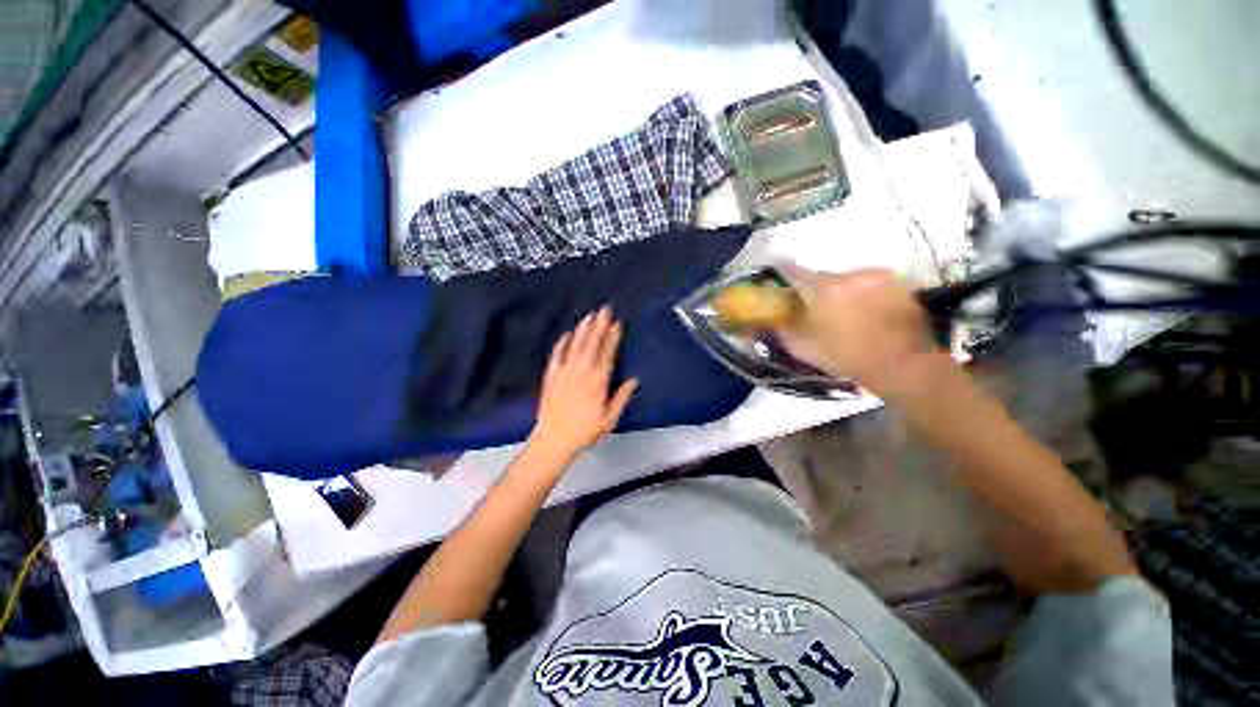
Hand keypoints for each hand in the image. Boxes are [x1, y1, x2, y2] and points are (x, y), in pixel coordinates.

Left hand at [529, 306, 637, 461]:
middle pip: (591, 344)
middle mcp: (581, 372)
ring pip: (575, 345)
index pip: (607, 353)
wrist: (554, 441)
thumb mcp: (609, 419)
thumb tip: (633, 380)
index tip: (617, 324)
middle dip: (599, 325)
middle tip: (604, 310)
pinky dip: (562, 343)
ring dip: (583, 330)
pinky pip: (557, 355)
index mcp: (598, 381)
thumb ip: (621, 397)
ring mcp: (564, 372)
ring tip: (589, 316)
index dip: (612, 337)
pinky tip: (566, 334)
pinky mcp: (551, 376)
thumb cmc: (585, 431)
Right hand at [776, 267, 941, 395]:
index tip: (781, 283)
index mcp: (823, 290)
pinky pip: (867, 282)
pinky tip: (866, 312)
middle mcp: (848, 275)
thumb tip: (770, 317)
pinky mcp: (895, 281)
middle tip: (816, 309)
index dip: (783, 274)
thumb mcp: (805, 349)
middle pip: (821, 276)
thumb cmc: (849, 358)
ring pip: (846, 279)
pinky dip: (861, 293)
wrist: (904, 365)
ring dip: (840, 292)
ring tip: (846, 314)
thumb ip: (783, 329)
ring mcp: (875, 276)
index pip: (793, 271)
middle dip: (815, 290)